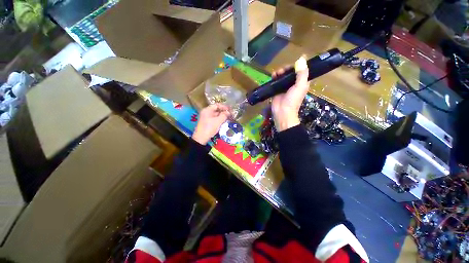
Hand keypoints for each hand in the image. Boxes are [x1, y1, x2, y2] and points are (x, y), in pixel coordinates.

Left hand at [192, 104, 229, 144]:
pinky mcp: (207, 122)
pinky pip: (214, 119)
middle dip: (223, 112)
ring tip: (228, 118)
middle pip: (216, 110)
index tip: (230, 109)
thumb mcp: (218, 121)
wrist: (201, 138)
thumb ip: (224, 115)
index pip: (216, 105)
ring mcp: (206, 118)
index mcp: (207, 110)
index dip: (224, 106)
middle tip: (230, 114)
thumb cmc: (209, 128)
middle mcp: (206, 112)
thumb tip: (228, 112)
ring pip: (215, 115)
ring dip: (222, 116)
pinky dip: (219, 119)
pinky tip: (223, 122)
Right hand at [271, 56, 308, 131]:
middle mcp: (294, 83)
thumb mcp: (300, 86)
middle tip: (282, 70)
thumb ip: (302, 73)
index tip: (292, 65)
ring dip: (280, 72)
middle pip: (290, 72)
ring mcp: (284, 86)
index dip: (297, 66)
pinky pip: (276, 80)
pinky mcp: (277, 89)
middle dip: (286, 69)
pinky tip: (273, 76)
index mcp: (302, 82)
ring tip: (276, 73)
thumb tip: (301, 58)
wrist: (282, 112)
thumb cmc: (293, 100)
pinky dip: (274, 77)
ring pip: (283, 75)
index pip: (301, 70)